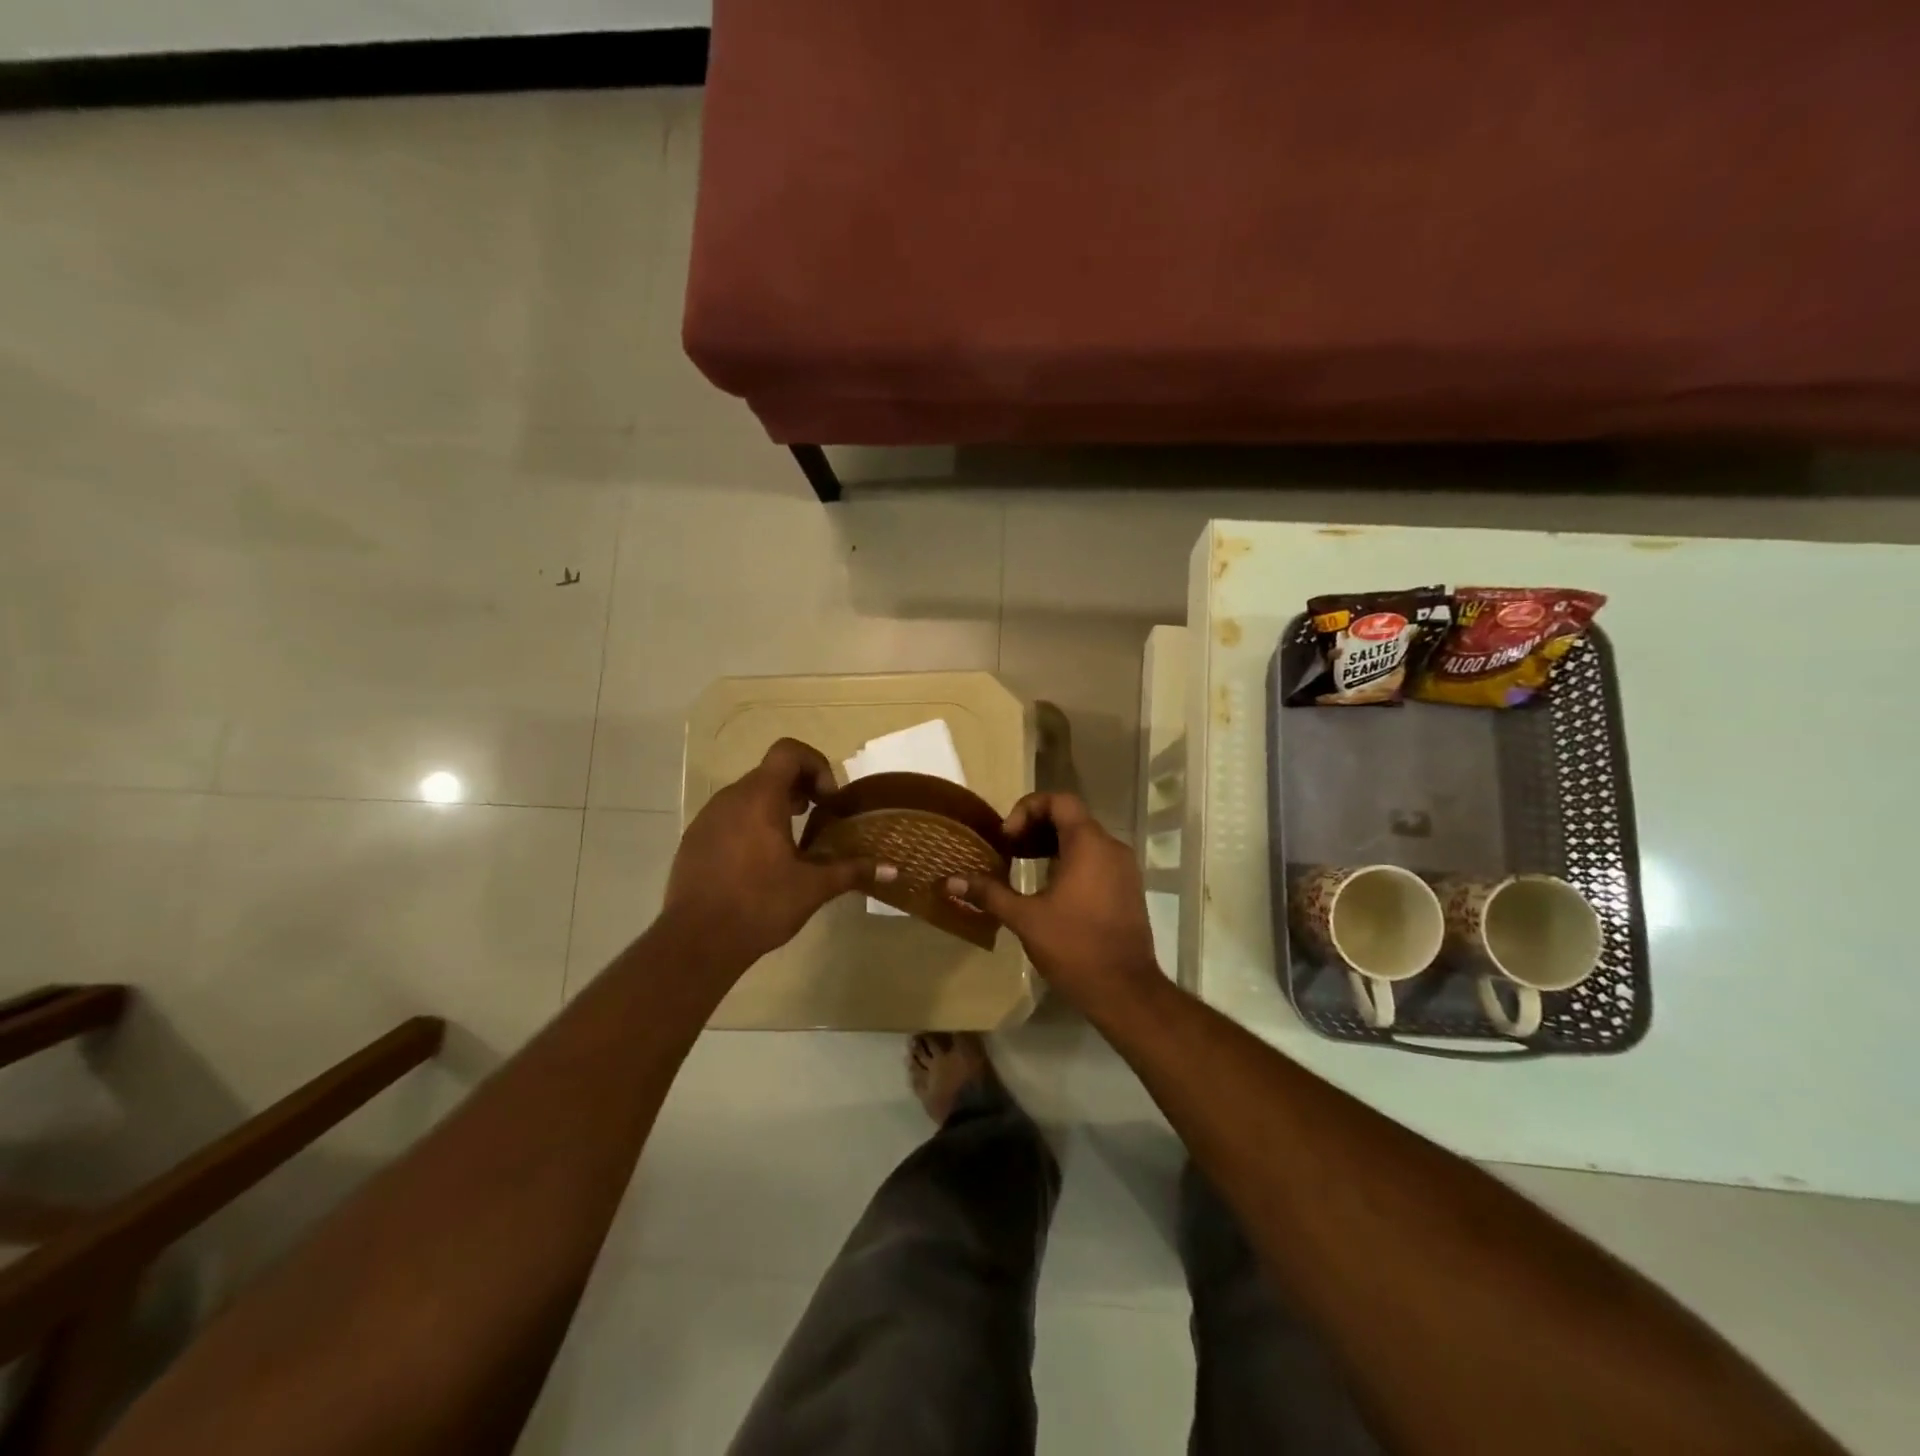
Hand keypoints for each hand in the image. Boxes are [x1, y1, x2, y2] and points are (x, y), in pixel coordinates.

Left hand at [661, 738, 887, 976]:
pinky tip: (760, 864)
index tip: (827, 800)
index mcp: (760, 798)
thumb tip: (894, 869)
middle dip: (800, 789)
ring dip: (775, 807)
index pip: (789, 752)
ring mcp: (707, 818)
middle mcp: (731, 798)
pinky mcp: (694, 840)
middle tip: (818, 819)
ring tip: (792, 844)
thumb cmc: (759, 905)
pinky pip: (729, 817)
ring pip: (748, 795)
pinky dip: (751, 825)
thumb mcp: (813, 888)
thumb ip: (852, 870)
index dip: (815, 765)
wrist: (695, 941)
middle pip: (770, 772)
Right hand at [949, 792, 1161, 1008]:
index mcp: (1089, 844)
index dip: (1028, 809)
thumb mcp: (1025, 918)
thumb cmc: (1074, 947)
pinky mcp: (1127, 888)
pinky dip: (1070, 861)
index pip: (1059, 801)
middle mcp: (1111, 847)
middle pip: (1070, 817)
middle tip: (1008, 850)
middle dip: (1035, 827)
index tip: (1008, 838)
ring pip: (1084, 839)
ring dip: (1051, 845)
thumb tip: (950, 881)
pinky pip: (1096, 859)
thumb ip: (989, 893)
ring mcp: (1123, 869)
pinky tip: (1048, 888)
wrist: (1125, 991)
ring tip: (1022, 865)